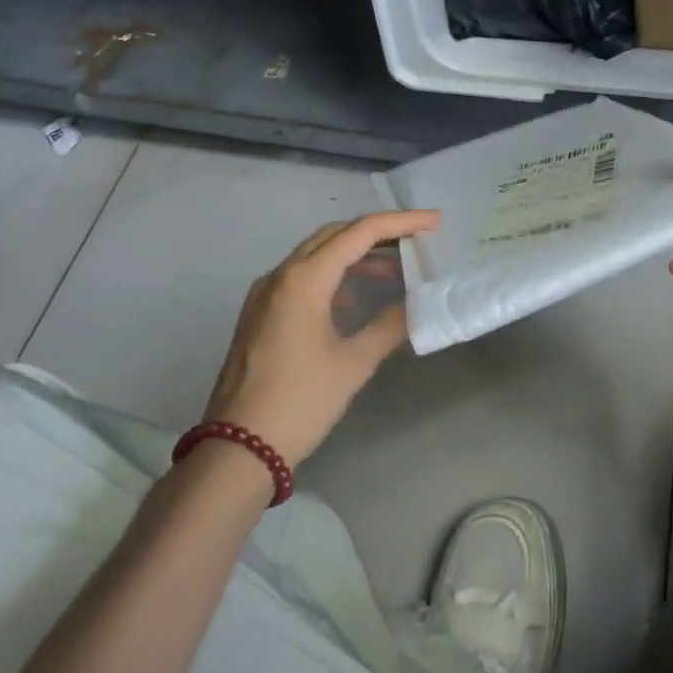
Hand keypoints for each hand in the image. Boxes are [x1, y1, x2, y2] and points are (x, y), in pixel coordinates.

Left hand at [205, 210, 438, 464]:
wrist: (237, 450)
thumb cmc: (299, 402)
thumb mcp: (353, 364)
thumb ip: (390, 325)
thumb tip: (420, 304)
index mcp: (304, 280)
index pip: (360, 233)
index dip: (401, 222)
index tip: (435, 222)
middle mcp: (281, 275)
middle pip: (335, 234)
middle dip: (378, 232)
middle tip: (416, 239)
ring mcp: (265, 293)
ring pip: (316, 253)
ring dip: (355, 253)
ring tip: (395, 268)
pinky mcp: (260, 313)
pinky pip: (302, 276)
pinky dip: (334, 274)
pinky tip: (356, 297)